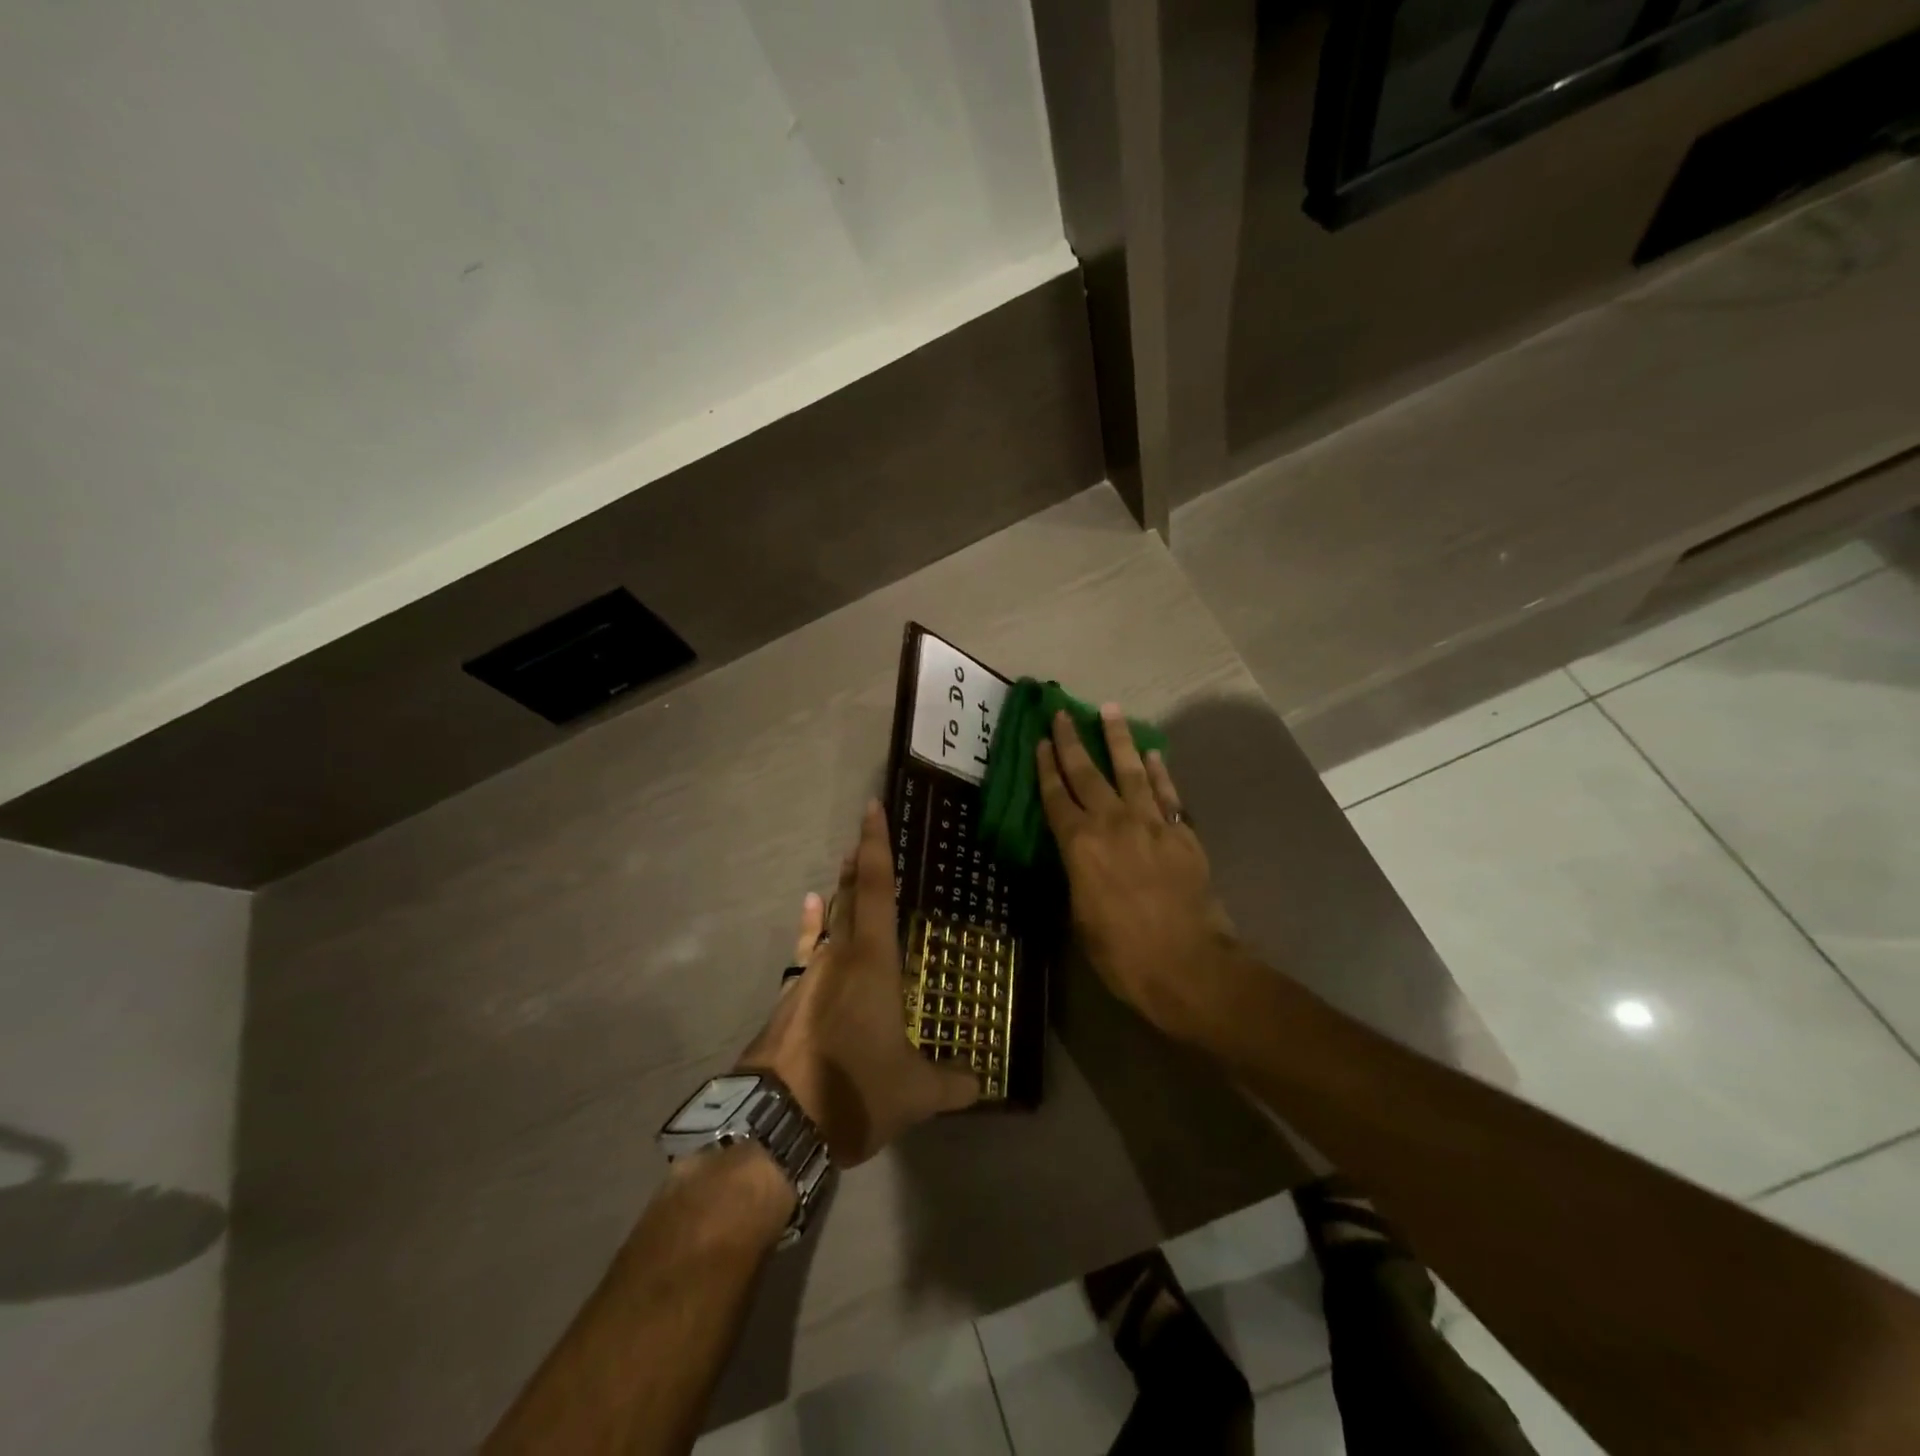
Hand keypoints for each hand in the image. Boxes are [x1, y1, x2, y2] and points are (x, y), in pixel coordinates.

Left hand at [738, 802, 979, 1165]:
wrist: (776, 1125)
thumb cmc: (853, 1092)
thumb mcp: (914, 1093)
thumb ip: (952, 1083)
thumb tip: (982, 1083)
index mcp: (872, 961)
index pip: (877, 888)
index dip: (876, 845)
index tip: (872, 807)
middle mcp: (837, 956)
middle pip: (849, 896)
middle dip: (859, 863)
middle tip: (865, 836)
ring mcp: (807, 976)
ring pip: (827, 921)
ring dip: (840, 894)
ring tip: (845, 869)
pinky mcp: (788, 999)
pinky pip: (806, 949)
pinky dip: (811, 927)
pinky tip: (809, 910)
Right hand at [1036, 705, 1237, 1043]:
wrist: (1189, 965)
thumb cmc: (1123, 954)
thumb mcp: (1081, 918)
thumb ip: (1077, 877)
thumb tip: (1077, 858)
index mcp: (1079, 846)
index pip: (1055, 797)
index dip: (1045, 767)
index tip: (1039, 740)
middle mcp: (1112, 824)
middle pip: (1087, 774)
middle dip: (1072, 741)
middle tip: (1062, 712)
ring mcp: (1151, 824)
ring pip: (1130, 770)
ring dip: (1118, 738)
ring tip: (1109, 710)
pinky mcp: (1182, 833)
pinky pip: (1167, 793)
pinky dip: (1158, 771)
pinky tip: (1151, 753)